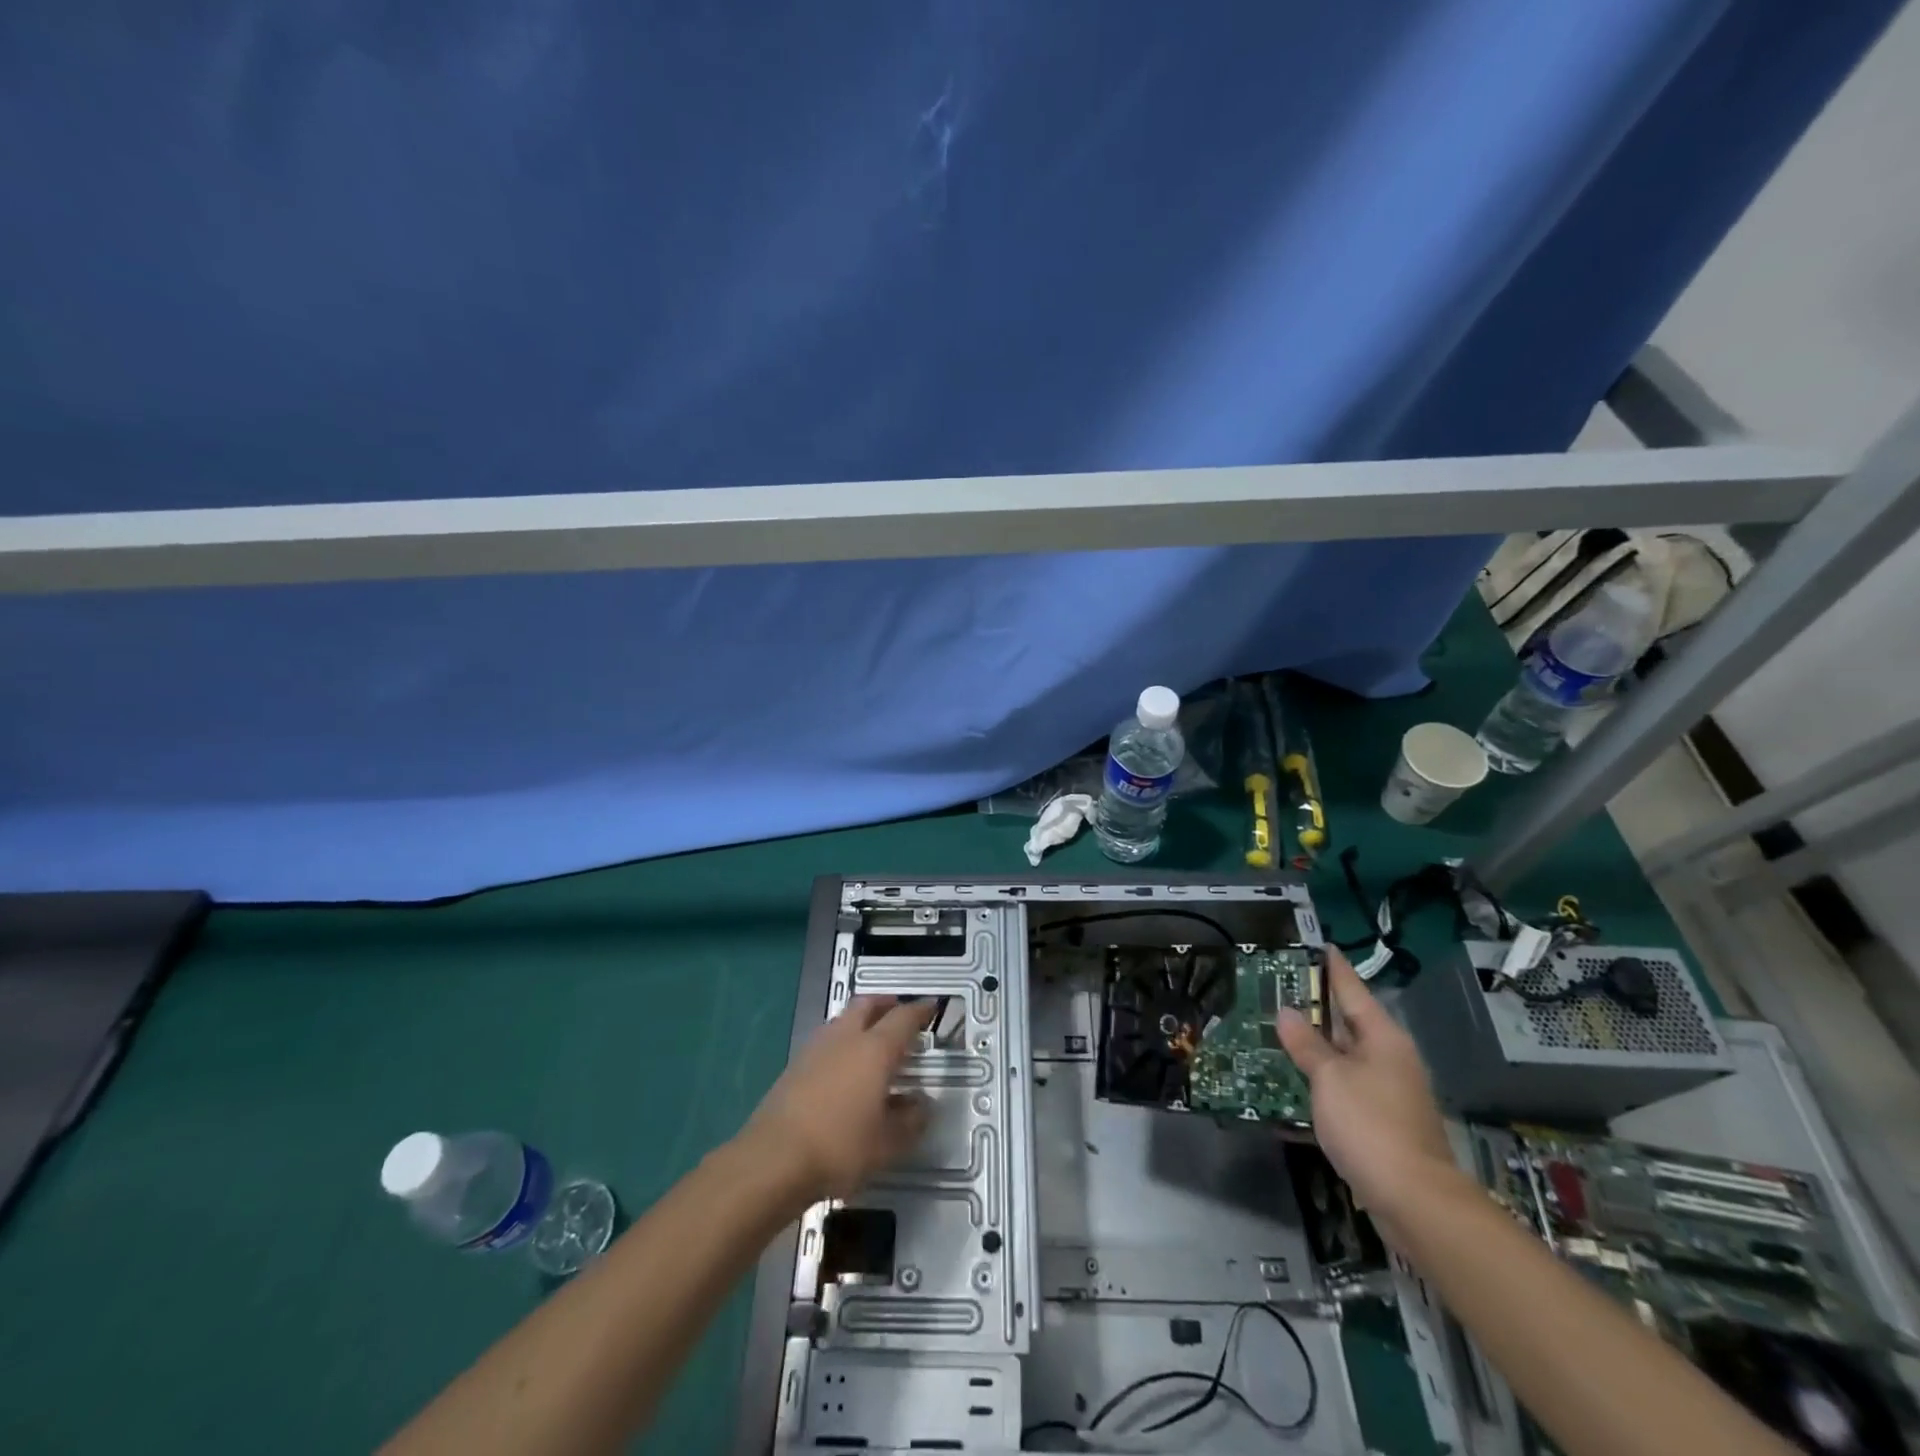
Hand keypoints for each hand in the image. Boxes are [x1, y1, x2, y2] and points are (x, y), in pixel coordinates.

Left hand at [743, 996, 933, 1202]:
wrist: (774, 1158)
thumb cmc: (840, 1147)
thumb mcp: (888, 1144)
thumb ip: (911, 1121)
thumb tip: (922, 1104)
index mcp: (875, 1049)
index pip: (903, 1018)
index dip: (919, 1010)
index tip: (931, 1006)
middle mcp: (846, 1038)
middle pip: (868, 1005)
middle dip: (886, 1003)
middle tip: (899, 1011)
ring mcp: (816, 1048)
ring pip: (843, 1019)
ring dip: (861, 1020)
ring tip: (873, 1039)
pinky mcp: (795, 1065)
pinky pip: (827, 1040)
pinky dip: (842, 1041)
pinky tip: (844, 1066)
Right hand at [1277, 949, 1458, 1243]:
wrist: (1415, 1201)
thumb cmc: (1370, 1125)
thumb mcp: (1329, 1078)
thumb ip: (1306, 1044)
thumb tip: (1287, 1012)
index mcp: (1383, 1037)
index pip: (1352, 989)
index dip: (1332, 967)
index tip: (1317, 946)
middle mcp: (1389, 1057)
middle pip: (1348, 1022)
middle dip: (1315, 1007)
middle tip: (1278, 987)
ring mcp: (1387, 1091)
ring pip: (1344, 1056)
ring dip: (1313, 1045)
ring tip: (1276, 1029)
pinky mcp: (1380, 1121)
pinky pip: (1344, 1087)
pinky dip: (1320, 1079)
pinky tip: (1292, 1081)